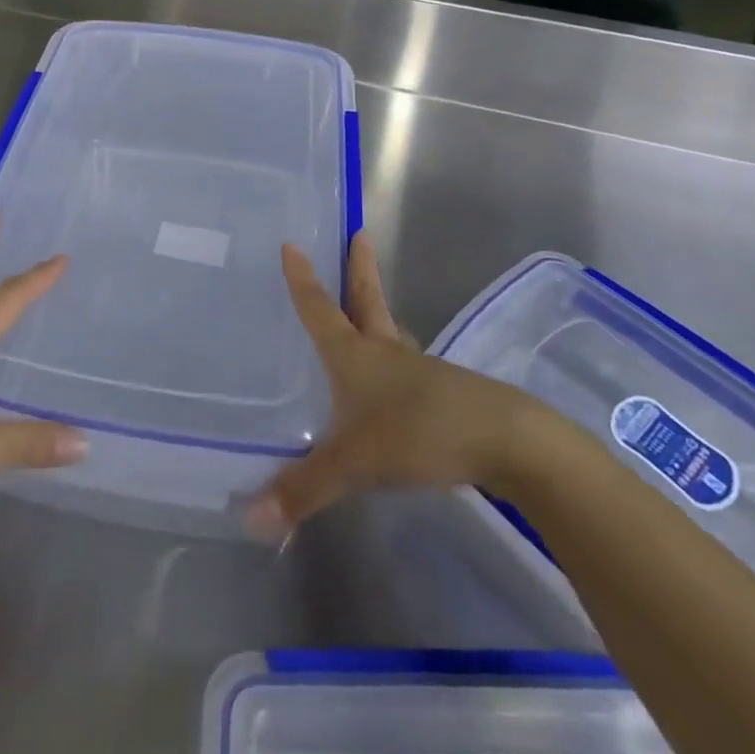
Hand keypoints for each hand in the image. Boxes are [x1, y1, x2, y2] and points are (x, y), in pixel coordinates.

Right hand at [245, 232, 546, 537]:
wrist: (504, 440)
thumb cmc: (418, 432)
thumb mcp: (354, 463)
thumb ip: (304, 490)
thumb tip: (250, 519)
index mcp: (355, 355)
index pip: (320, 309)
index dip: (302, 280)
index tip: (292, 244)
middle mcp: (384, 352)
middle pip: (368, 300)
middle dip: (359, 269)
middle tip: (359, 234)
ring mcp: (419, 371)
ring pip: (392, 331)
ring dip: (379, 311)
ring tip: (372, 304)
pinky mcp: (444, 394)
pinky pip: (410, 367)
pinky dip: (398, 359)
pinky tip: (399, 378)